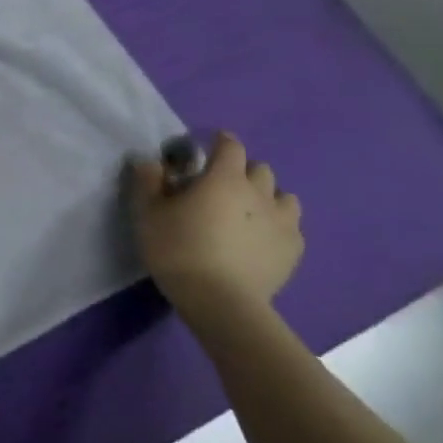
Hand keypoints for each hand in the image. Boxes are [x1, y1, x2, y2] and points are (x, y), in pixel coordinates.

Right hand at [129, 134, 302, 324]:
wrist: (220, 301)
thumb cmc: (178, 249)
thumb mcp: (147, 213)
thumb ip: (149, 181)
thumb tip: (151, 162)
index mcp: (224, 178)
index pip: (230, 146)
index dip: (220, 142)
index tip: (207, 147)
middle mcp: (260, 193)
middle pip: (259, 169)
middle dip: (242, 171)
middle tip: (221, 187)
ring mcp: (283, 222)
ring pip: (283, 196)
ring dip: (266, 197)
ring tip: (246, 213)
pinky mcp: (294, 249)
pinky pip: (291, 226)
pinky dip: (277, 225)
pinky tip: (260, 240)